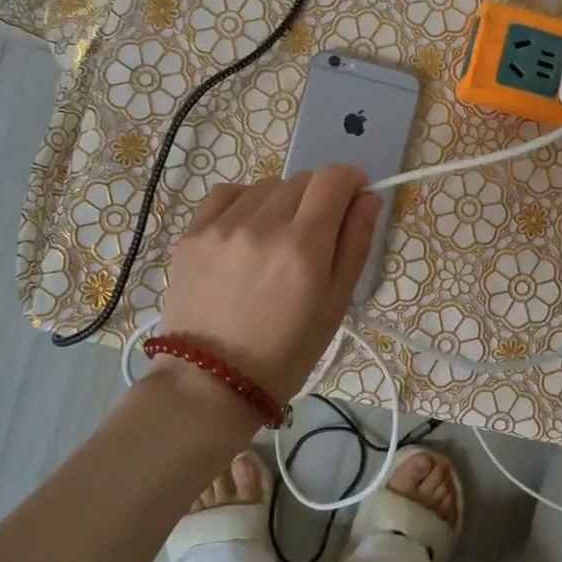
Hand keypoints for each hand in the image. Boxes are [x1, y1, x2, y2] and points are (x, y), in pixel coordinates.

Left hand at [157, 167, 382, 400]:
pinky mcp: (192, 233)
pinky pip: (229, 193)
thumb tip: (368, 198)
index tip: (354, 197)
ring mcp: (222, 226)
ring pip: (268, 186)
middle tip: (317, 233)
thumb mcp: (335, 304)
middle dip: (320, 197)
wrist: (211, 382)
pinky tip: (248, 228)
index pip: (333, 179)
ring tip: (278, 238)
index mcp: (304, 247)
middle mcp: (263, 225)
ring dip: (283, 201)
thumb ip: (355, 244)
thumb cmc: (286, 352)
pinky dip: (247, 201)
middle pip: (302, 180)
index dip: (351, 180)